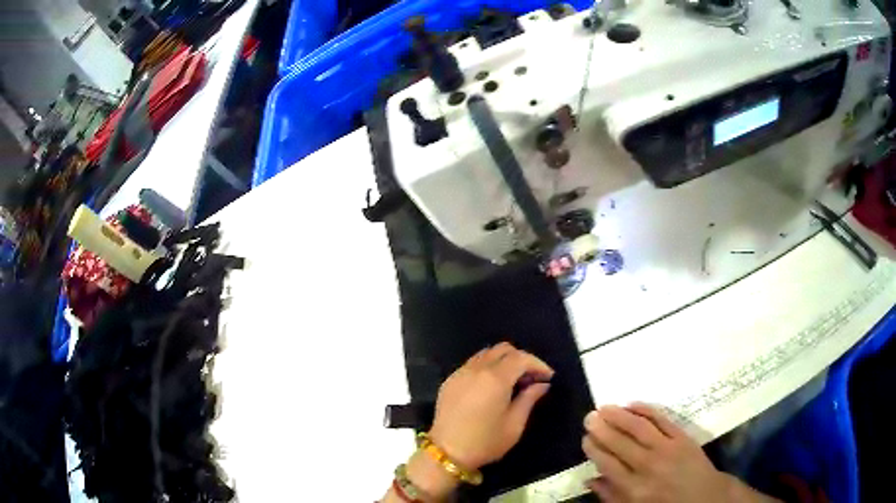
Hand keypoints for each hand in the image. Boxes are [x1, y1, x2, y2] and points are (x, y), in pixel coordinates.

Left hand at [429, 343, 553, 470]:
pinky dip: (487, 367)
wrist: (447, 452)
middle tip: (531, 378)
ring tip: (513, 381)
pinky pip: (472, 364)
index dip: (538, 364)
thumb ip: (529, 399)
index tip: (548, 377)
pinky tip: (492, 387)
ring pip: (486, 354)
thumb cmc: (485, 442)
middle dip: (521, 359)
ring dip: (503, 361)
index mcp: (495, 379)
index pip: (521, 358)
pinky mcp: (450, 380)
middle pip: (503, 349)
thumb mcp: (514, 425)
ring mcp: (460, 373)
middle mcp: (476, 369)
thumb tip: (541, 384)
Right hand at [582, 403, 768, 502]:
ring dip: (619, 415)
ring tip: (604, 406)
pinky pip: (662, 418)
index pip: (608, 463)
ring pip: (638, 427)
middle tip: (589, 416)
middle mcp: (648, 466)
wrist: (705, 497)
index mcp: (634, 488)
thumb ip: (611, 496)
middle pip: (620, 443)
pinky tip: (633, 403)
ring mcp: (667, 448)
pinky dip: (646, 409)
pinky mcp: (683, 437)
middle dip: (602, 428)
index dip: (594, 449)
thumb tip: (590, 480)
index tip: (585, 438)